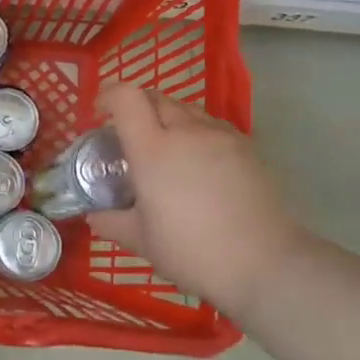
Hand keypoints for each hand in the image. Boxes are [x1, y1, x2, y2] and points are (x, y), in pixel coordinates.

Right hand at [88, 83, 308, 317]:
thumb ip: (112, 222)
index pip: (127, 97)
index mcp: (153, 150)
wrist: (265, 264)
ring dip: (167, 118)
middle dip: (136, 107)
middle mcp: (187, 132)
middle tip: (127, 135)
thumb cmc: (192, 251)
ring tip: (163, 149)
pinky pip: (211, 126)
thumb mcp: (141, 241)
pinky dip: (194, 132)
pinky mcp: (247, 149)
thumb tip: (94, 216)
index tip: (99, 113)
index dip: (109, 95)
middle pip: (156, 98)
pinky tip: (195, 163)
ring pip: (187, 109)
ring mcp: (221, 137)